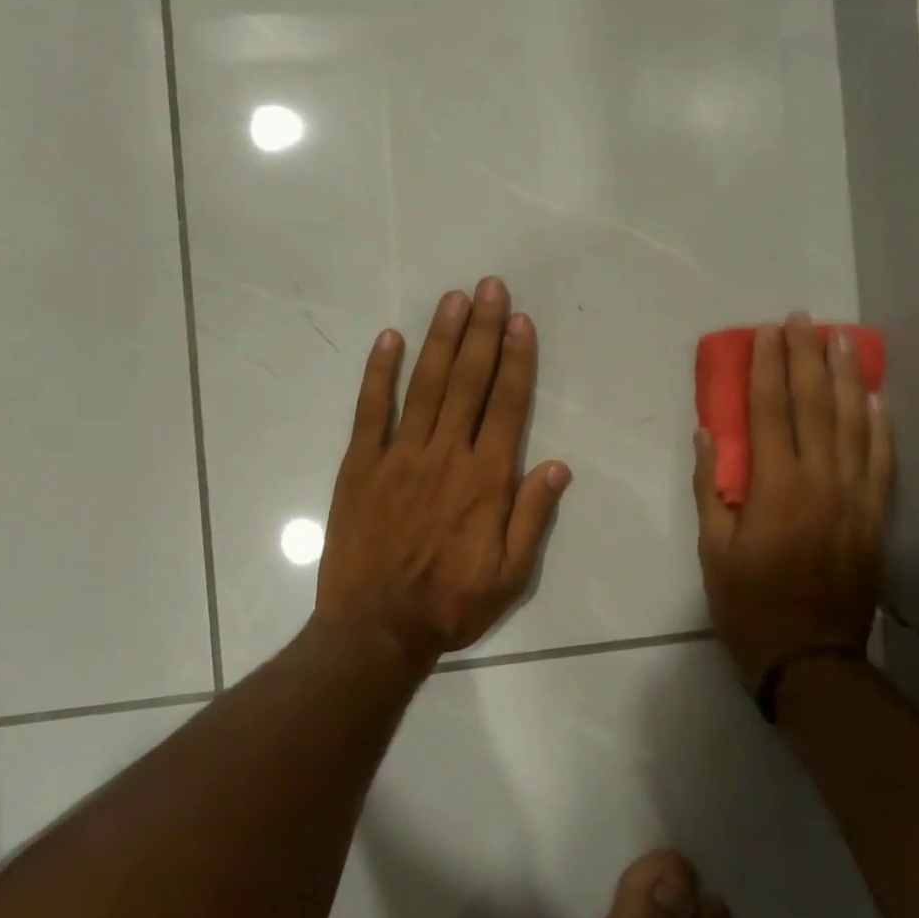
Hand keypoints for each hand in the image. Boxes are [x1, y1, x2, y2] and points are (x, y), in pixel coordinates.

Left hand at [315, 279, 572, 672]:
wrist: (375, 630)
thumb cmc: (450, 604)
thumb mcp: (511, 575)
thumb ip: (533, 516)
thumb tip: (558, 464)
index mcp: (486, 480)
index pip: (507, 405)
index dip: (516, 359)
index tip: (520, 321)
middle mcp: (446, 455)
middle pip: (469, 382)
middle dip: (483, 330)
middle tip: (490, 287)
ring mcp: (399, 456)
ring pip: (426, 385)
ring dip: (442, 339)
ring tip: (454, 299)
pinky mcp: (361, 465)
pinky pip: (371, 411)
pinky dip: (380, 373)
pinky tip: (390, 339)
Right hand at [693, 314, 893, 685]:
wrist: (811, 657)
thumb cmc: (749, 604)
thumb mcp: (713, 551)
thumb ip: (710, 488)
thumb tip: (708, 434)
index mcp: (775, 488)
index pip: (770, 412)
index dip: (768, 368)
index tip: (767, 333)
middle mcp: (820, 482)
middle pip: (814, 405)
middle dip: (806, 357)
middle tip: (803, 319)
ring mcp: (855, 497)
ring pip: (854, 423)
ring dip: (846, 377)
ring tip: (842, 339)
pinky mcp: (876, 516)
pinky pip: (882, 460)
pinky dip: (879, 425)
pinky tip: (875, 398)